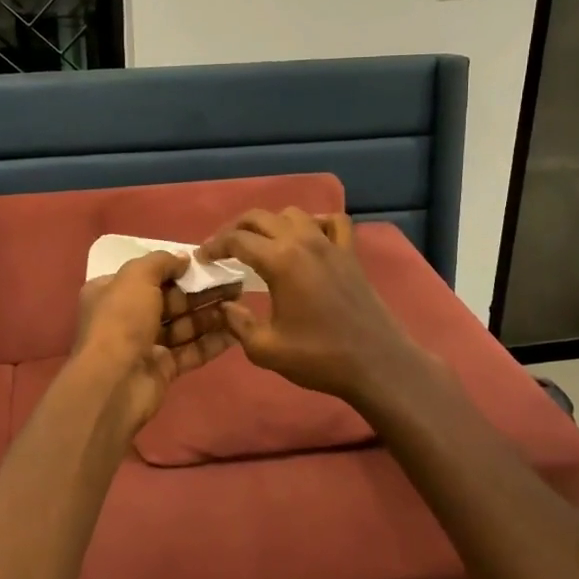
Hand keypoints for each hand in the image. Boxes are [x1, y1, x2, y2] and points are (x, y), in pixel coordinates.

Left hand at [71, 251, 237, 439]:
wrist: (113, 383)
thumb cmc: (121, 321)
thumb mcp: (136, 278)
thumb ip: (160, 262)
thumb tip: (183, 258)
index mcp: (111, 291)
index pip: (146, 274)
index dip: (175, 267)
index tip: (206, 262)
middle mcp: (127, 316)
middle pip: (170, 299)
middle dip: (201, 291)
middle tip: (234, 281)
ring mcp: (146, 344)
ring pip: (183, 325)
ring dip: (211, 314)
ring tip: (240, 302)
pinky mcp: (163, 368)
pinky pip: (191, 350)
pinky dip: (212, 341)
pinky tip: (237, 331)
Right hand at [198, 209, 422, 405]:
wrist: (376, 364)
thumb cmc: (319, 357)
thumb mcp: (266, 349)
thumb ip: (237, 324)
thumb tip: (225, 306)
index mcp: (280, 261)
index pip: (237, 240)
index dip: (214, 246)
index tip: (203, 258)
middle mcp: (303, 242)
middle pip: (260, 218)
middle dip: (236, 229)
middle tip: (223, 249)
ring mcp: (330, 244)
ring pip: (293, 214)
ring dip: (271, 224)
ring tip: (261, 244)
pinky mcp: (350, 254)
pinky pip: (333, 222)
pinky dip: (316, 223)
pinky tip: (307, 238)